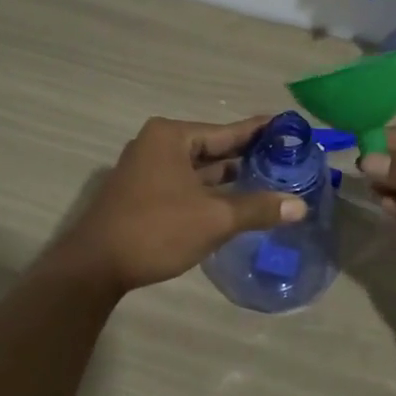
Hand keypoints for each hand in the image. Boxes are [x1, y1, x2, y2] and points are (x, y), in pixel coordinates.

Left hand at [51, 116, 306, 294]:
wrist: (94, 267)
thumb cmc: (156, 230)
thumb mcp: (214, 219)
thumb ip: (258, 208)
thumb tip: (300, 206)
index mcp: (172, 137)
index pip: (227, 130)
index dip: (260, 131)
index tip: (290, 128)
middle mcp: (158, 145)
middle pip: (214, 148)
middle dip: (248, 157)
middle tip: (288, 160)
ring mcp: (147, 170)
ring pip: (200, 170)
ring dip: (231, 178)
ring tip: (271, 180)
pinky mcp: (143, 194)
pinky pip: (187, 185)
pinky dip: (211, 192)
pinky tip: (238, 202)